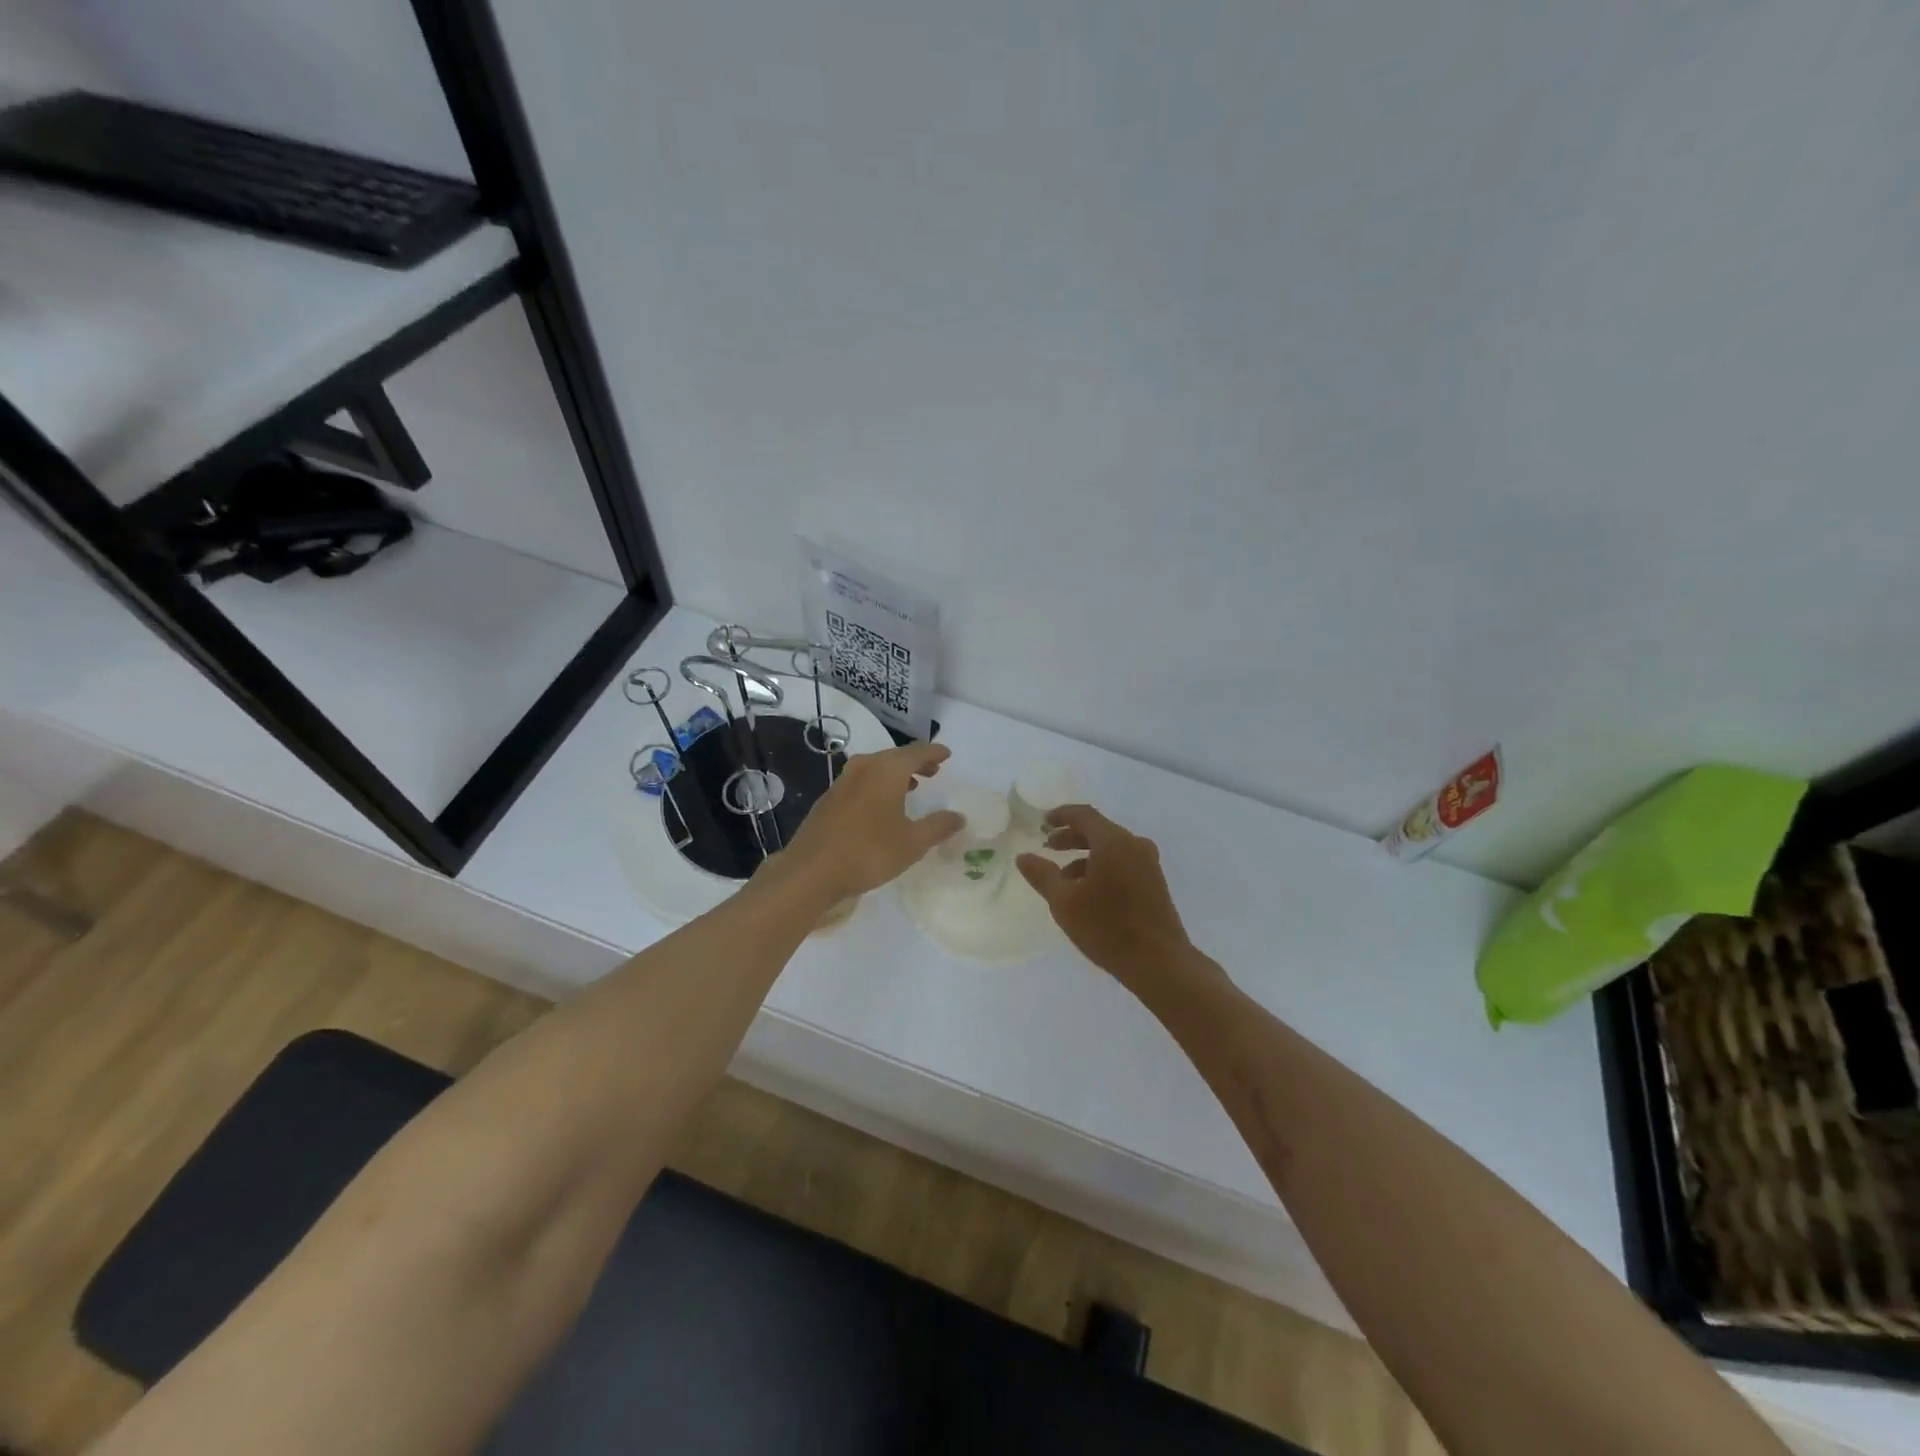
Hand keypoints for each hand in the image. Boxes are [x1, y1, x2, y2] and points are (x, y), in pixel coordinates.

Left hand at [773, 742, 963, 900]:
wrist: (811, 870)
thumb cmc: (869, 851)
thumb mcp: (913, 843)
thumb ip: (938, 826)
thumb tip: (959, 817)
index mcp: (887, 770)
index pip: (917, 752)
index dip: (934, 752)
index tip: (946, 754)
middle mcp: (864, 768)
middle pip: (894, 757)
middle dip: (915, 763)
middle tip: (932, 771)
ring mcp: (842, 782)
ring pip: (875, 769)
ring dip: (895, 775)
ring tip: (911, 787)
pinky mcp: (828, 799)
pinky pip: (860, 783)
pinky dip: (877, 786)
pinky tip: (880, 806)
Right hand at [1017, 805, 1194, 990]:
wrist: (1159, 962)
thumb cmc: (1107, 928)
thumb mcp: (1064, 902)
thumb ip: (1042, 875)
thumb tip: (1023, 856)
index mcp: (1113, 842)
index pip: (1083, 815)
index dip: (1061, 815)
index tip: (1042, 822)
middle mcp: (1134, 845)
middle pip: (1098, 830)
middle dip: (1071, 836)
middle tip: (1049, 847)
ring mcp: (1148, 863)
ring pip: (1111, 847)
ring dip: (1085, 855)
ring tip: (1063, 876)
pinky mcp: (1154, 881)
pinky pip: (1123, 861)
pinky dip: (1102, 866)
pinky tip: (1088, 891)